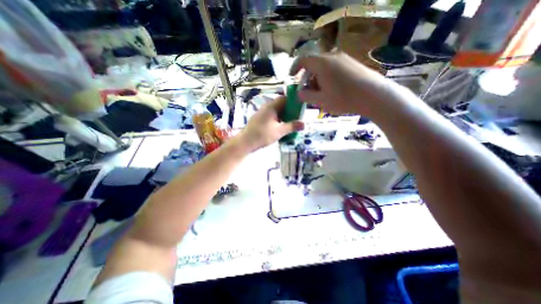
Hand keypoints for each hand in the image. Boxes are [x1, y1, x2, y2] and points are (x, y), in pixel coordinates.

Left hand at [238, 96, 303, 151]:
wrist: (246, 142)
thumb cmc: (263, 135)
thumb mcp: (279, 131)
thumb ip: (292, 127)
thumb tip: (304, 124)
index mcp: (271, 107)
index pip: (285, 98)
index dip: (293, 102)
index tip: (300, 109)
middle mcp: (266, 107)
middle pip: (281, 105)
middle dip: (290, 110)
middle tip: (296, 118)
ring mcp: (262, 113)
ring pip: (276, 111)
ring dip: (284, 116)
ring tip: (290, 124)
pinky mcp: (260, 119)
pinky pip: (271, 116)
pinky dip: (278, 119)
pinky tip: (281, 127)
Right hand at [289, 52, 390, 115]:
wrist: (373, 95)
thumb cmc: (343, 98)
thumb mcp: (320, 100)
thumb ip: (306, 96)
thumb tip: (299, 93)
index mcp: (321, 64)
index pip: (303, 60)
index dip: (295, 68)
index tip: (292, 77)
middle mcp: (332, 56)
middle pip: (313, 64)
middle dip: (307, 78)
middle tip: (308, 92)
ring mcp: (343, 58)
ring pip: (323, 66)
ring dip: (317, 79)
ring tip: (321, 93)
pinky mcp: (351, 63)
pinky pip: (333, 67)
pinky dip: (327, 77)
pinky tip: (333, 89)